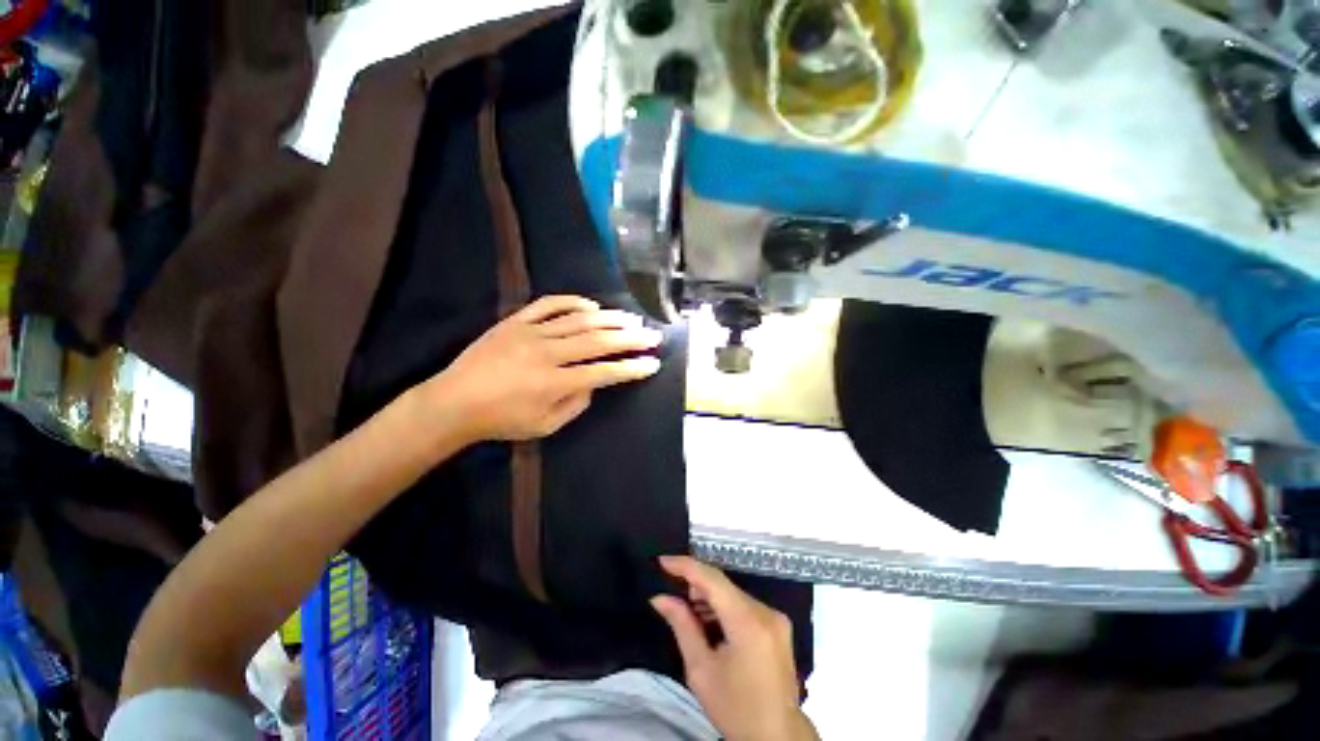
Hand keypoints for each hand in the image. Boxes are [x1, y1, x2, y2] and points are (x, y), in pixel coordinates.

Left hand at [423, 295, 662, 441]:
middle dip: (631, 339)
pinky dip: (574, 302)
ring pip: (579, 319)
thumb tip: (595, 383)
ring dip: (610, 319)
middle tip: (652, 336)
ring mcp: (531, 332)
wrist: (454, 401)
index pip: (604, 372)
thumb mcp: (545, 426)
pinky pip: (549, 304)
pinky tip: (592, 306)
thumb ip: (576, 404)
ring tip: (632, 319)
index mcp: (554, 383)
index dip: (632, 368)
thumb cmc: (502, 420)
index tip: (652, 364)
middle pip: (598, 341)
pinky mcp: (516, 320)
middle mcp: (547, 353)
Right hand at [651, 557, 818, 740]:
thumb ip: (682, 625)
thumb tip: (660, 598)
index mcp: (748, 621)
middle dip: (696, 585)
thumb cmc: (735, 709)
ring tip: (688, 613)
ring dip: (710, 598)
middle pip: (723, 586)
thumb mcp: (701, 670)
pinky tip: (710, 623)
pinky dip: (725, 609)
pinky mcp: (778, 626)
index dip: (685, 565)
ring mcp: (775, 617)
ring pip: (733, 594)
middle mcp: (766, 611)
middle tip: (672, 594)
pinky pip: (745, 606)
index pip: (712, 579)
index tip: (662, 561)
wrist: (777, 738)